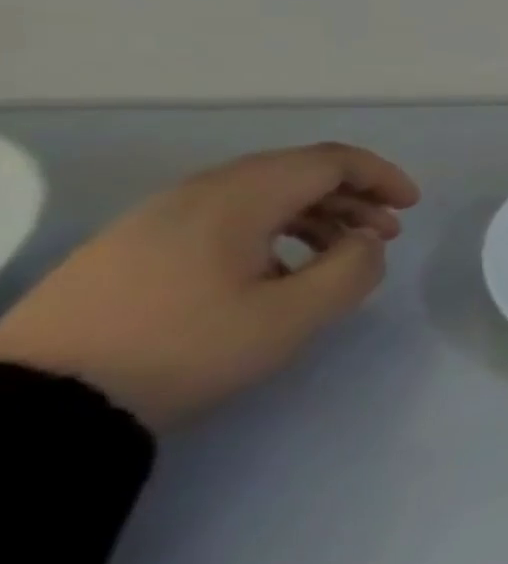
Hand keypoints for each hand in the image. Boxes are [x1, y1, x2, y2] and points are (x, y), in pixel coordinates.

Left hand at [0, 143, 419, 429]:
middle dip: (353, 196)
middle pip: (296, 172)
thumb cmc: (185, 348)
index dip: (381, 176)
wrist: (39, 402)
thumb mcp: (291, 316)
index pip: (329, 162)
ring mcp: (158, 217)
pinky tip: (280, 271)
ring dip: (315, 214)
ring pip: (261, 194)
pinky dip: (273, 229)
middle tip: (385, 233)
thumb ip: (352, 269)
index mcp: (238, 198)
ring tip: (340, 253)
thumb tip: (366, 242)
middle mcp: (198, 192)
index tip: (412, 206)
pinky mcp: (135, 245)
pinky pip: (226, 217)